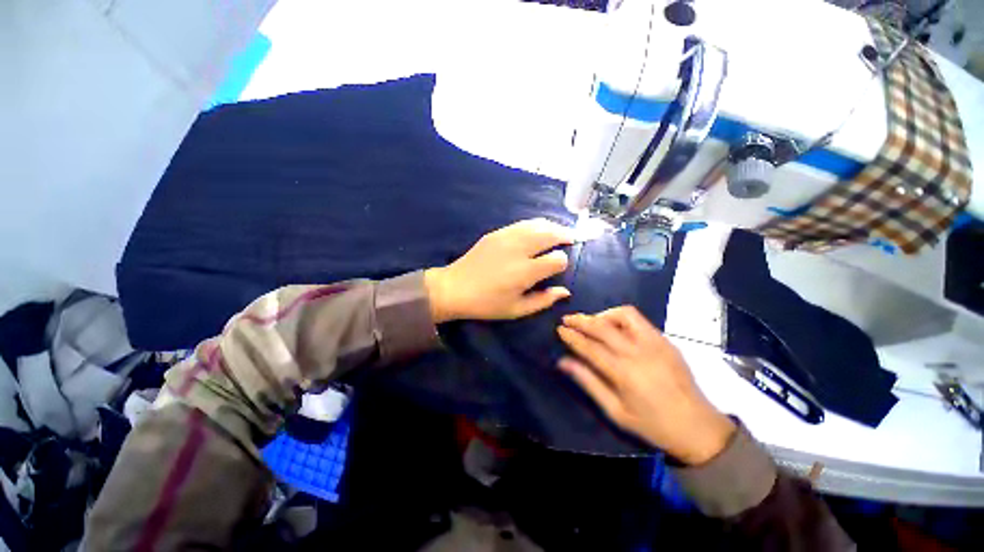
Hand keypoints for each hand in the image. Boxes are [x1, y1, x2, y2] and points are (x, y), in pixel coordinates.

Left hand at [425, 218, 573, 322]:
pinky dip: (535, 225)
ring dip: (552, 226)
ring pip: (537, 224)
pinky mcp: (496, 233)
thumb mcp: (516, 310)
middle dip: (565, 235)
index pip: (556, 259)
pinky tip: (538, 230)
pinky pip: (522, 224)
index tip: (560, 267)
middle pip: (550, 234)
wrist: (454, 288)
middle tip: (572, 239)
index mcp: (525, 272)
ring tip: (560, 231)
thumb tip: (565, 291)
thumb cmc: (486, 304)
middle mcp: (518, 250)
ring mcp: (506, 237)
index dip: (563, 262)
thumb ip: (543, 300)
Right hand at [556, 306, 735, 464]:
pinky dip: (621, 318)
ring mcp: (655, 343)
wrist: (698, 427)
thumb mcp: (615, 411)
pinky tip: (615, 328)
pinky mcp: (665, 340)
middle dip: (581, 320)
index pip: (590, 347)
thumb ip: (588, 382)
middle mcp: (638, 352)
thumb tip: (563, 362)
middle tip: (567, 319)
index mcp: (624, 373)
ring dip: (603, 315)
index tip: (559, 329)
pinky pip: (638, 320)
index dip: (572, 336)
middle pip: (603, 327)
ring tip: (592, 323)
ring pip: (624, 315)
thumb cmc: (652, 424)